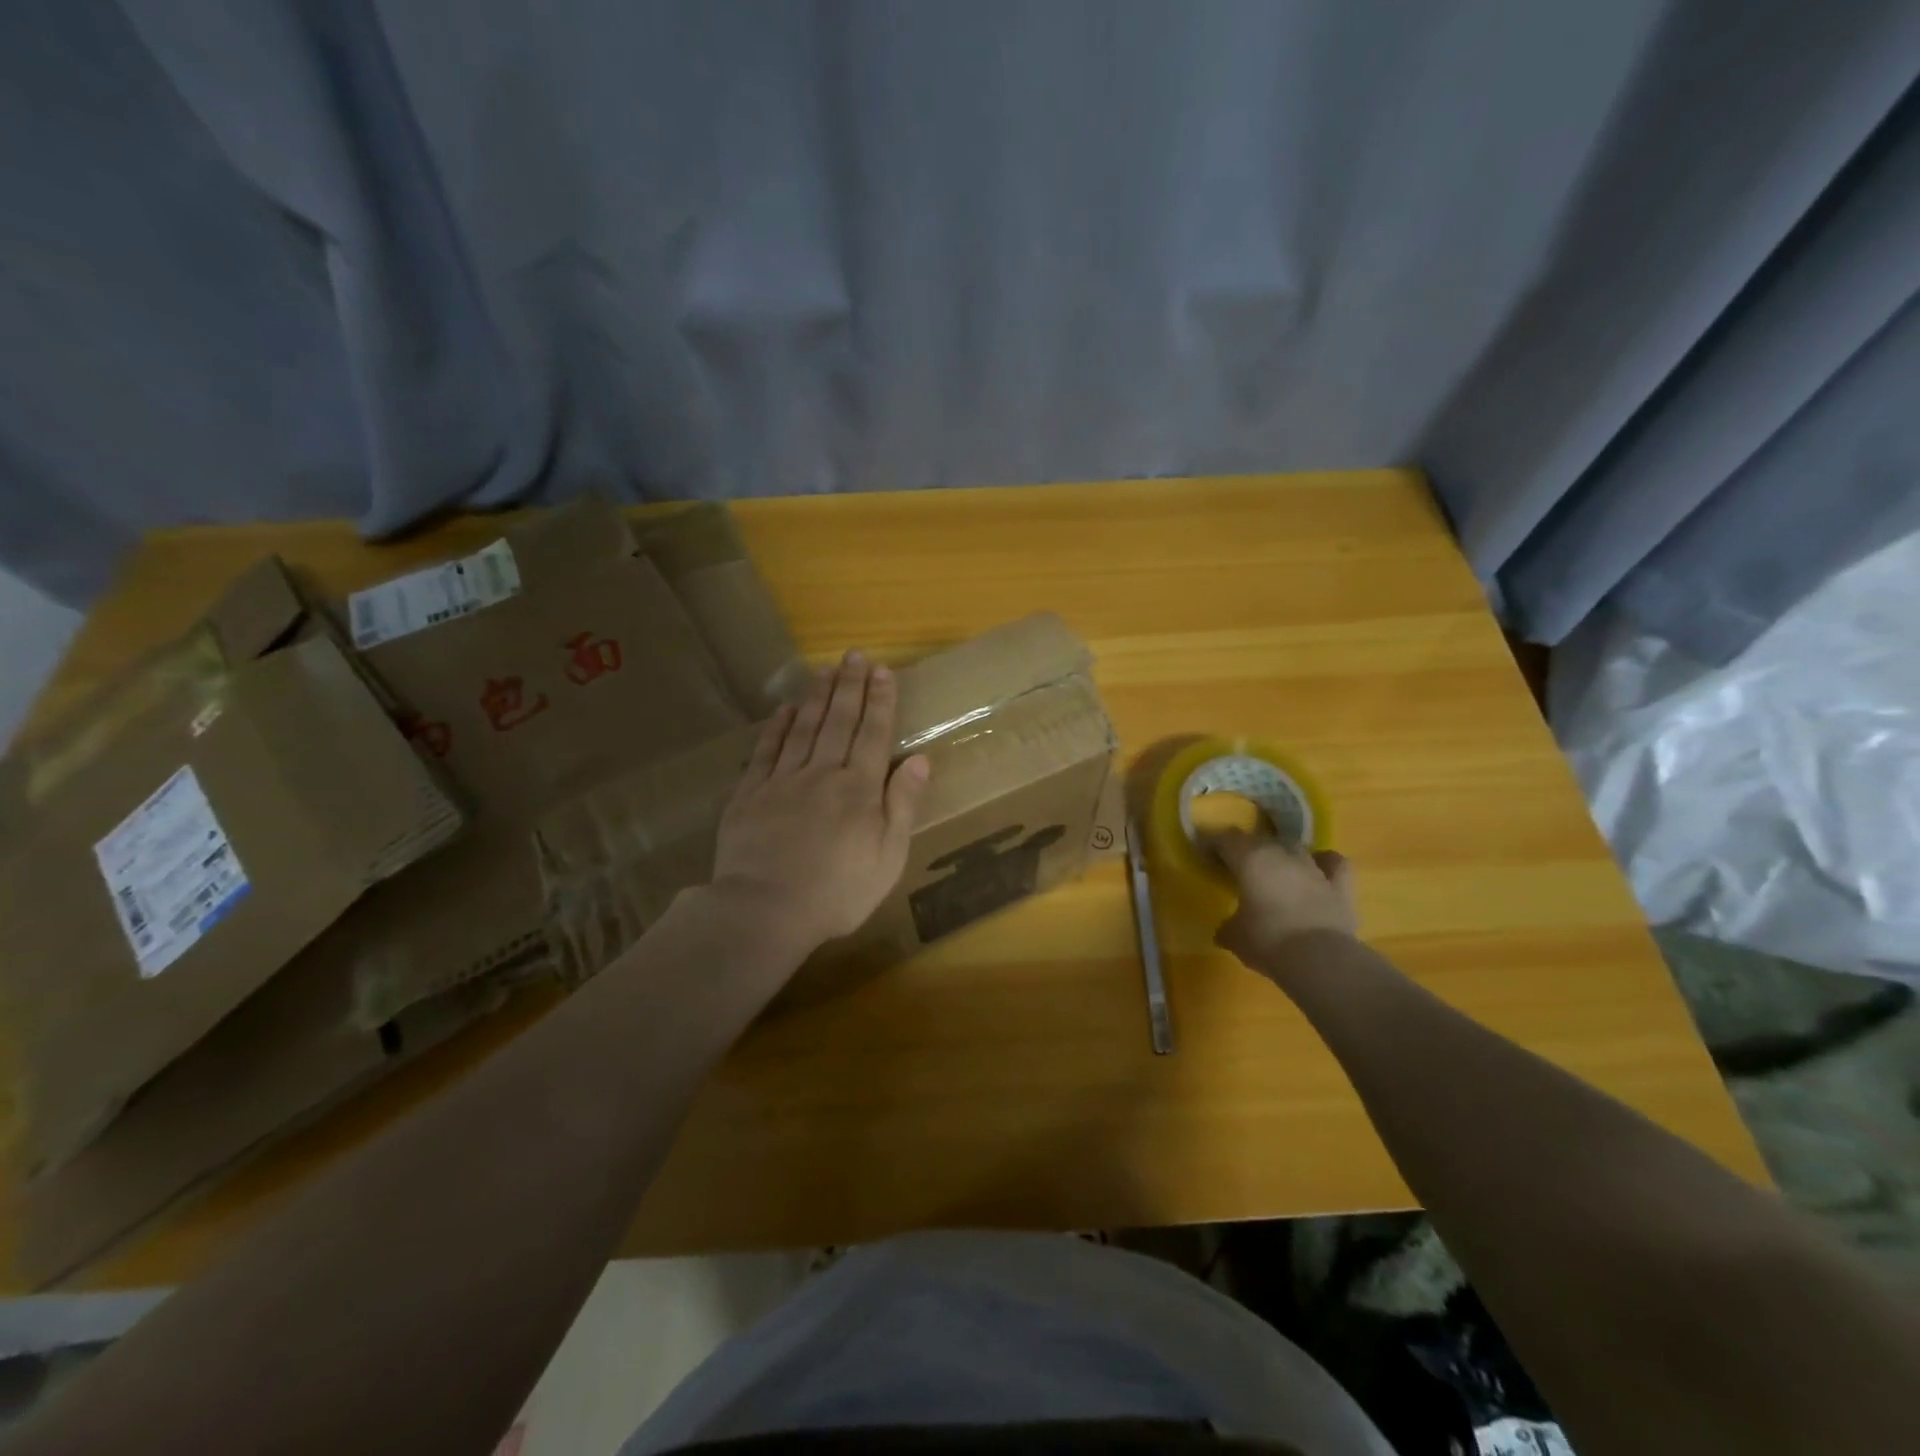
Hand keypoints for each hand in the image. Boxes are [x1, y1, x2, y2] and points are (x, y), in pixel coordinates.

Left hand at [711, 651, 930, 955]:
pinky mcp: (750, 794)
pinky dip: (776, 727)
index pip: (874, 734)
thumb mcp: (888, 857)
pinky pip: (766, 750)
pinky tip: (784, 709)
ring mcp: (783, 780)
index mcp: (860, 789)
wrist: (765, 910)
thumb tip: (921, 759)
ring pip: (804, 728)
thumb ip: (903, 805)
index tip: (882, 671)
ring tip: (825, 670)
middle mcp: (823, 773)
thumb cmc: (837, 892)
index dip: (880, 701)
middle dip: (850, 686)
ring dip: (817, 697)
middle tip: (854, 656)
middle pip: (839, 722)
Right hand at [1204, 829, 1358, 972]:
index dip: (1213, 844)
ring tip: (1274, 871)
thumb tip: (1224, 930)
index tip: (1206, 854)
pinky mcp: (1340, 885)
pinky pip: (1333, 862)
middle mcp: (1282, 854)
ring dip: (1282, 856)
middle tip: (1237, 867)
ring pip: (1294, 848)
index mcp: (1250, 860)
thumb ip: (1228, 926)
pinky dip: (1324, 862)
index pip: (1225, 839)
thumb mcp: (1234, 937)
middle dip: (1246, 850)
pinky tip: (1317, 869)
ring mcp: (1313, 868)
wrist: (1319, 960)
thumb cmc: (1267, 941)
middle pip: (1259, 840)